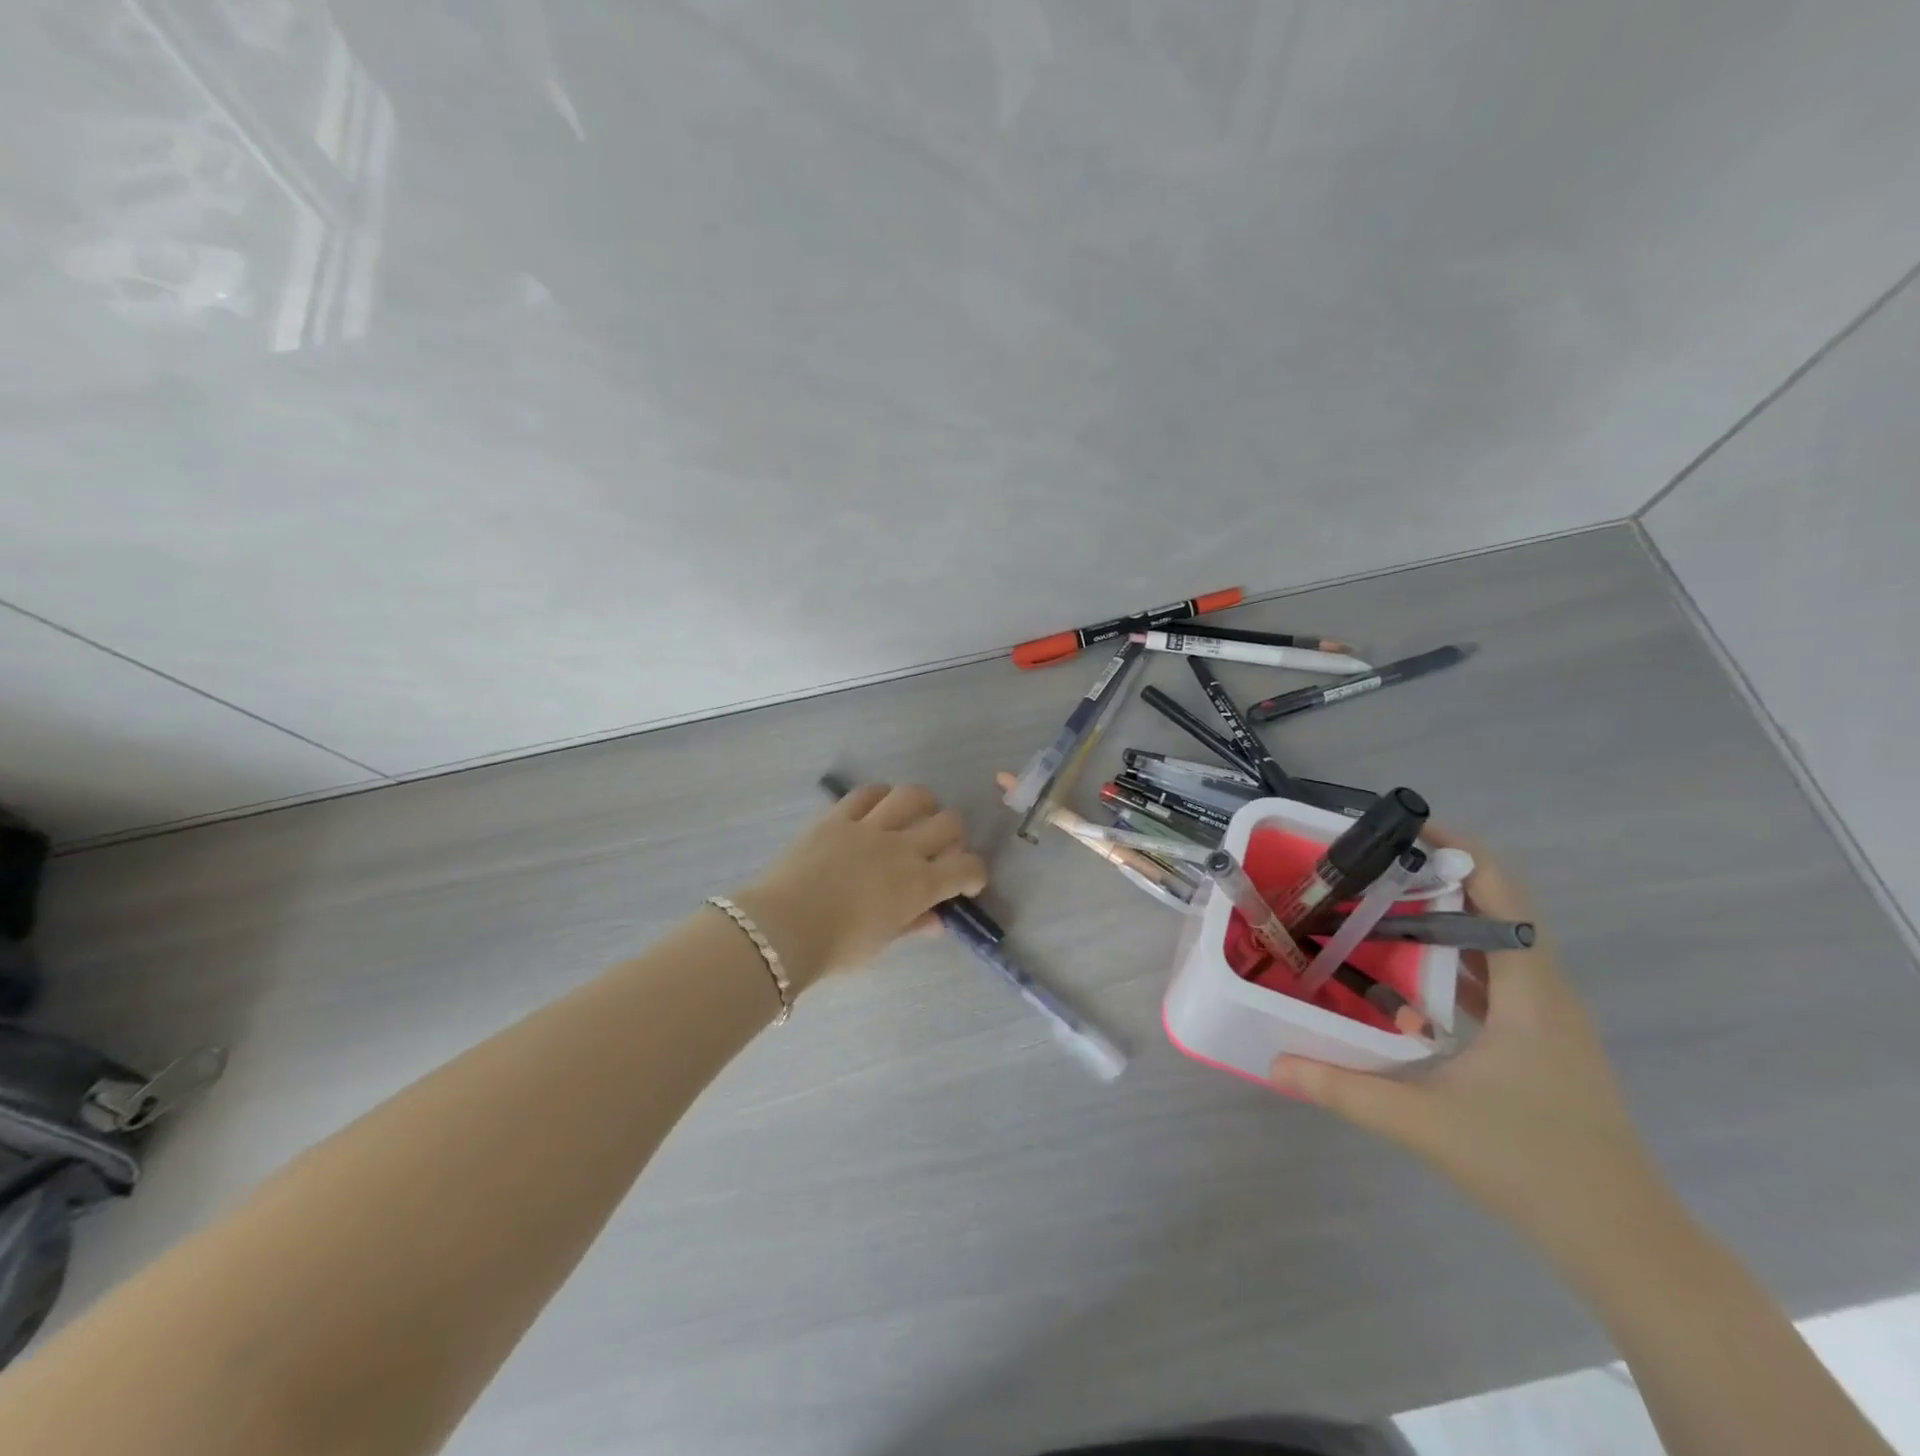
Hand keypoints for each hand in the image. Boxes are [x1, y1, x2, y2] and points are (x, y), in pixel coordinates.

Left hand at [730, 785, 987, 991]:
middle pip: (948, 823)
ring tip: (915, 817)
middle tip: (940, 850)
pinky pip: (866, 794)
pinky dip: (880, 797)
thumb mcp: (882, 942)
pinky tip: (878, 808)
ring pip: (912, 796)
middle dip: (954, 836)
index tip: (967, 883)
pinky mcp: (837, 817)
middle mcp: (902, 848)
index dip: (975, 874)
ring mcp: (869, 827)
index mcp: (919, 885)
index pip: (967, 868)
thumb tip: (936, 920)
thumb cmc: (836, 948)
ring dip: (923, 805)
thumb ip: (913, 924)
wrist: (782, 929)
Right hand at [1270, 830, 1672, 1249]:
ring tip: (1372, 903)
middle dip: (1432, 875)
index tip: (1397, 830)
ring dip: (1439, 915)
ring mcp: (1546, 1016)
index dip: (1457, 848)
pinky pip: (1491, 974)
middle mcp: (1545, 991)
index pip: (1503, 891)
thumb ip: (1344, 1089)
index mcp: (1531, 992)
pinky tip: (1402, 969)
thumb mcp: (1425, 1123)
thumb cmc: (1533, 1168)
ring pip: (1492, 940)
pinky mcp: (1538, 1039)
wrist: (1623, 1241)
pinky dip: (1448, 956)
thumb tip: (1274, 1064)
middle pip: (1495, 905)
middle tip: (1365, 866)